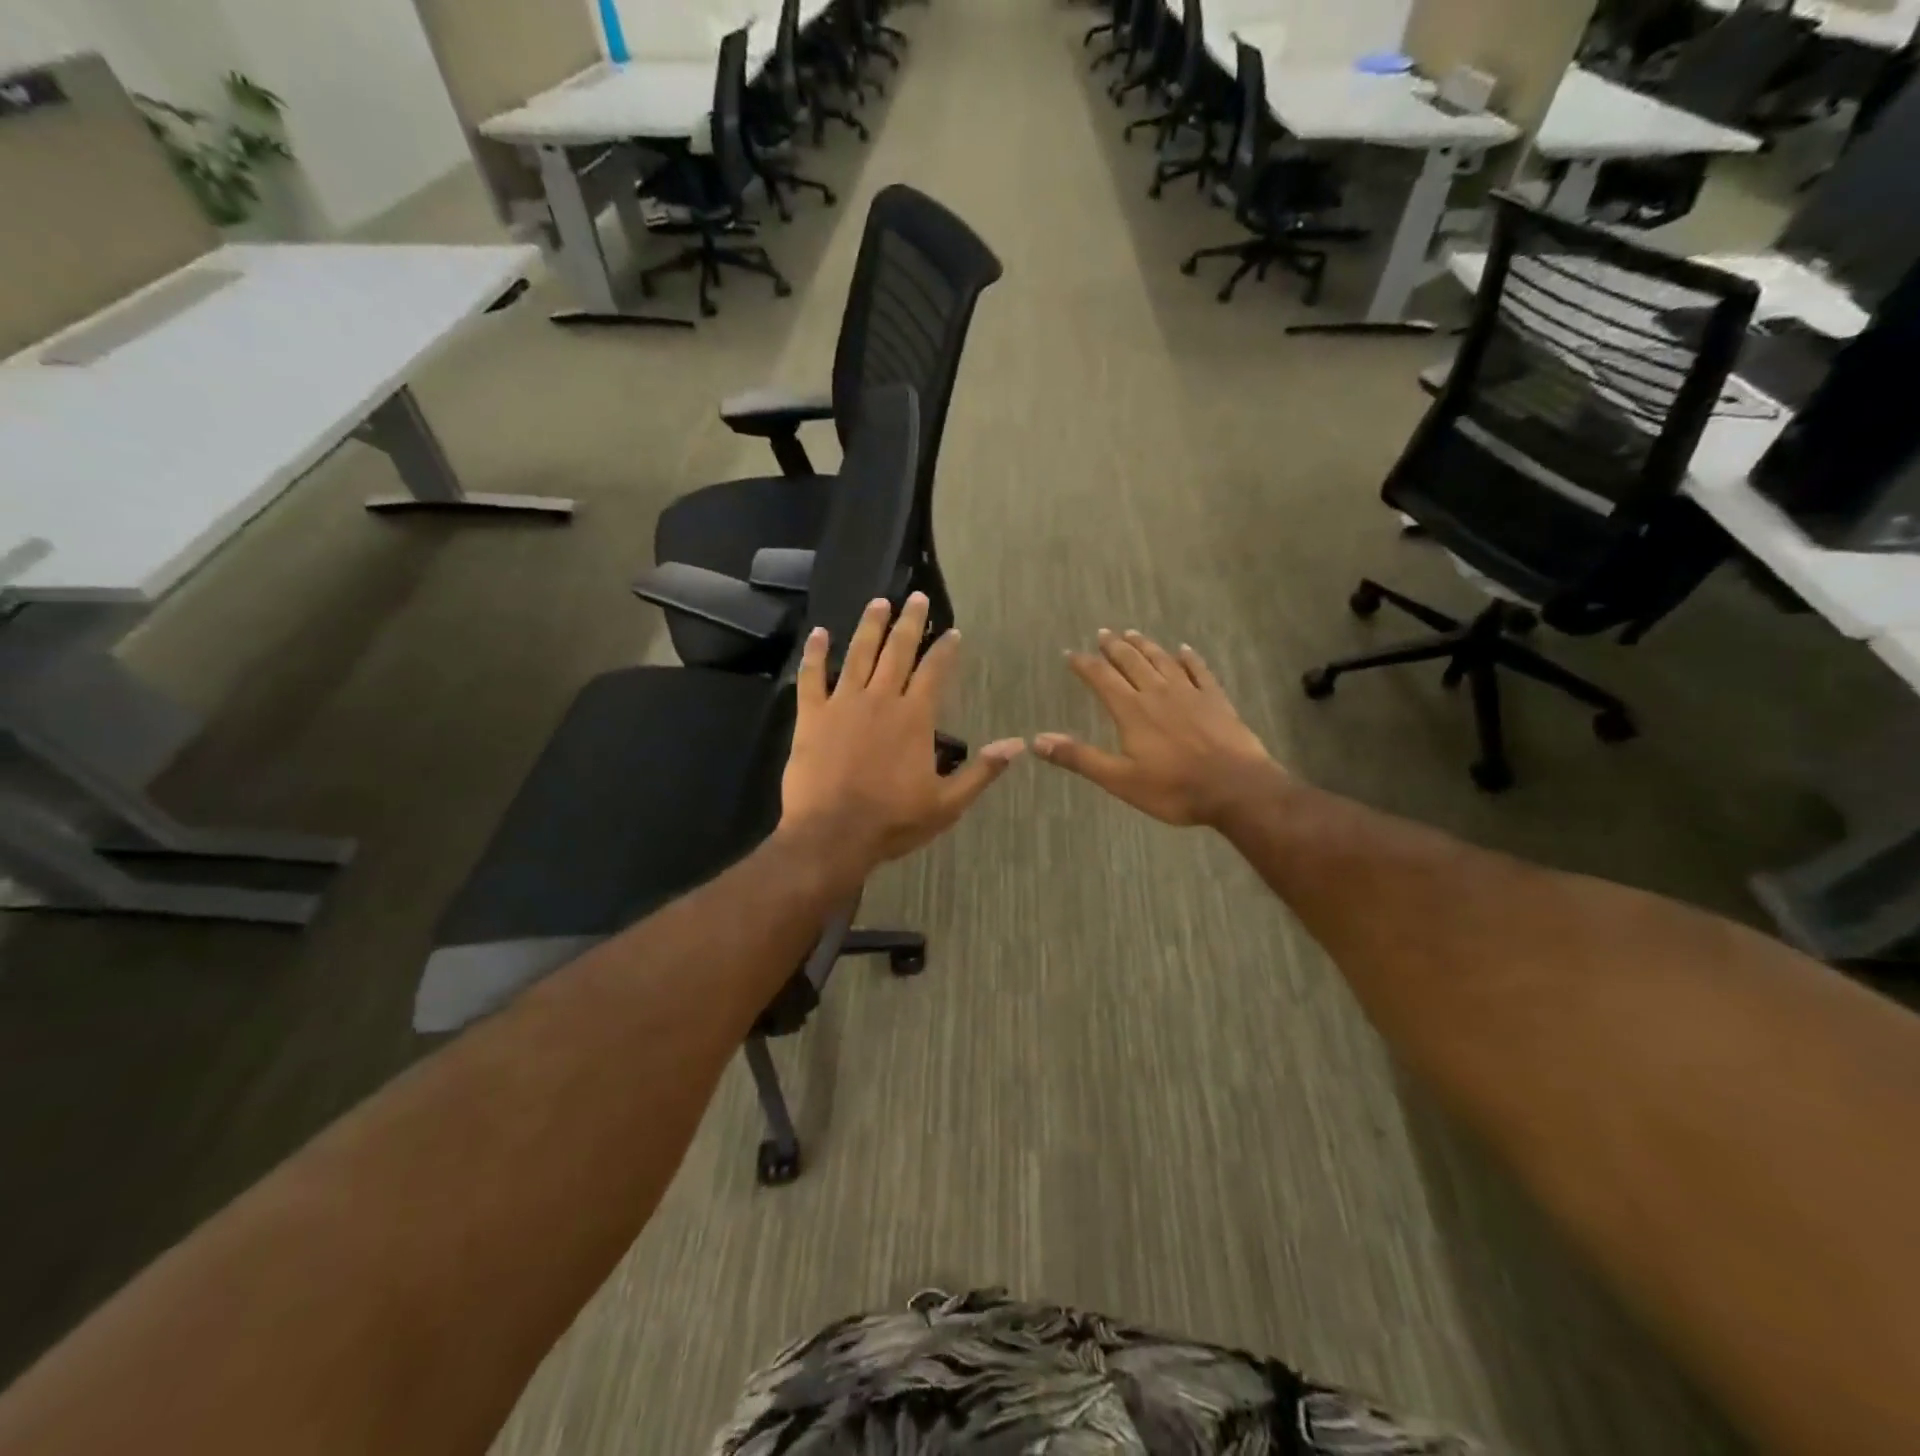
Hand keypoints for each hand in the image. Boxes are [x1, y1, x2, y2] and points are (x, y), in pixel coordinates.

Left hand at [780, 593, 1024, 886]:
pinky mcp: (811, 716)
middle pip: (897, 650)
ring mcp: (843, 704)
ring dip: (870, 626)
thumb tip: (1018, 743)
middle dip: (910, 622)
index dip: (945, 650)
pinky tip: (819, 633)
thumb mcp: (948, 803)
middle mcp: (880, 699)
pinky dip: (815, 653)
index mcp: (914, 717)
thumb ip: (982, 770)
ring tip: (879, 602)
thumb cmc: (893, 821)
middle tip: (916, 597)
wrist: (833, 835)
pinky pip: (811, 677)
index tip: (953, 632)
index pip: (935, 672)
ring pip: (858, 654)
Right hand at [1036, 629, 1280, 827]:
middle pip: (1131, 662)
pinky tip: (1184, 650)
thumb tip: (1037, 741)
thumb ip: (1079, 757)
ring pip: (1162, 661)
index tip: (1070, 654)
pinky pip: (1199, 671)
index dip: (1084, 664)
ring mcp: (1190, 693)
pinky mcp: (1216, 700)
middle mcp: (1158, 693)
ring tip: (1133, 634)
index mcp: (1131, 710)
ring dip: (1145, 646)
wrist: (1236, 788)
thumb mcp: (1119, 779)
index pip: (1101, 678)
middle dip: (1114, 647)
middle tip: (1102, 633)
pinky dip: (1189, 658)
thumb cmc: (1174, 789)